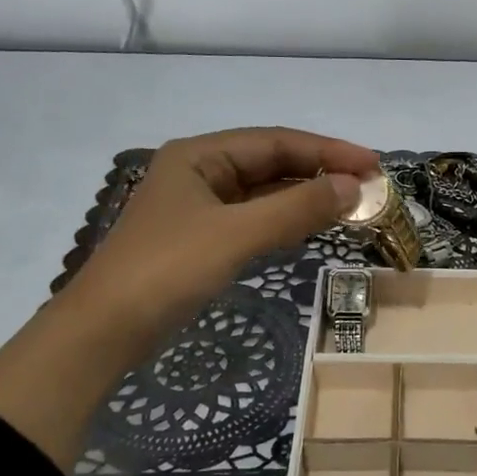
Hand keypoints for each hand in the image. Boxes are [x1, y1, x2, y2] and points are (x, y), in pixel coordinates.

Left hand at [0, 127, 376, 469]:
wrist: (102, 334)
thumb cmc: (166, 271)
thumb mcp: (236, 234)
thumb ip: (296, 207)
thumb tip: (354, 186)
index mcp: (200, 155)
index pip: (277, 142)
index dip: (329, 151)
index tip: (374, 165)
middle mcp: (200, 172)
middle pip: (272, 162)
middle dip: (321, 172)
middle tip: (370, 187)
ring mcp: (199, 207)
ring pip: (265, 192)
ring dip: (306, 196)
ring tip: (351, 205)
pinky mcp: (201, 239)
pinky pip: (254, 218)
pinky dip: (286, 220)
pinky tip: (312, 226)